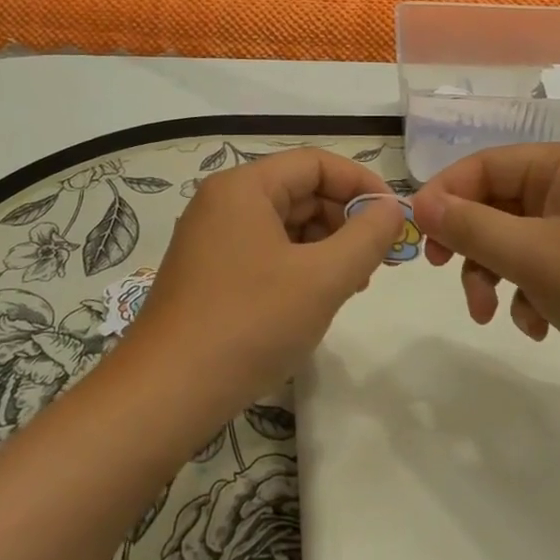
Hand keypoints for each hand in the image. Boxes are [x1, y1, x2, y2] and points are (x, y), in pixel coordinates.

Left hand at [117, 148, 405, 425]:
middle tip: (377, 261)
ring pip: (284, 225)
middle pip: (299, 191)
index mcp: (244, 187)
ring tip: (352, 285)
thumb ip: (366, 237)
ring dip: (325, 247)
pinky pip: (266, 252)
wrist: (165, 395)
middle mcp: (223, 202)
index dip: (361, 183)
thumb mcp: (322, 279)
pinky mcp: (209, 273)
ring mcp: (212, 238)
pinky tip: (316, 300)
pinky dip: (299, 267)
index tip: (394, 218)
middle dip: (344, 221)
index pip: (315, 163)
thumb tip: (391, 208)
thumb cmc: (249, 324)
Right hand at [411, 143, 559, 400]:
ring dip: (495, 275)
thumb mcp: (534, 256)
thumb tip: (420, 203)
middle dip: (471, 245)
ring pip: (515, 240)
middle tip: (446, 273)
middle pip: (496, 204)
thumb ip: (472, 227)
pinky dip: (529, 294)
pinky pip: (542, 267)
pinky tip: (537, 326)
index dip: (445, 195)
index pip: (483, 165)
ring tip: (492, 316)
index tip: (419, 234)